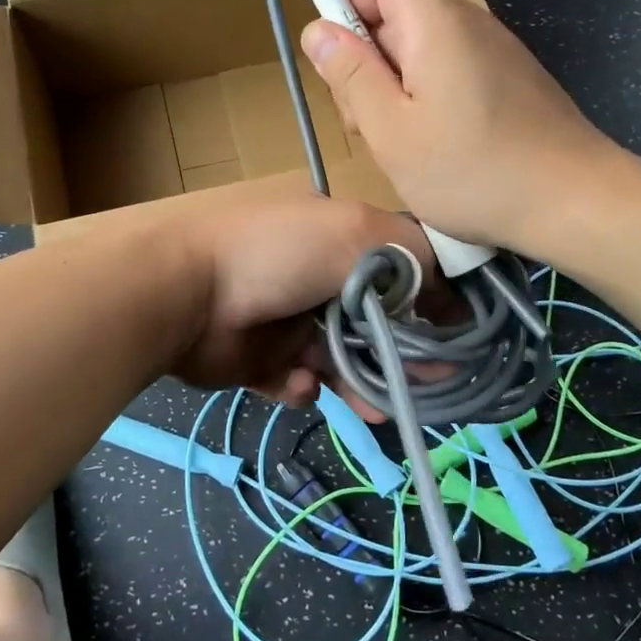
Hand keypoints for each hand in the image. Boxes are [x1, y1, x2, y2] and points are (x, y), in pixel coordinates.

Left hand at [162, 188, 431, 412]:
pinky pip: (296, 381)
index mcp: (339, 241)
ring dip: (359, 383)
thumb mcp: (356, 233)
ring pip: (340, 361)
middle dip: (400, 355)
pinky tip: (298, 382)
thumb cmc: (278, 254)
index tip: (455, 337)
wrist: (185, 292)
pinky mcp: (259, 360)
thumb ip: (413, 260)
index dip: (430, 304)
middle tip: (426, 385)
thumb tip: (453, 297)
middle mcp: (316, 279)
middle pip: (375, 324)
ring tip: (375, 407)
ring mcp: (286, 321)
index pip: (400, 271)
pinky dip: (302, 386)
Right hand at [300, 0, 615, 250]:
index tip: (345, 69)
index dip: (352, 11)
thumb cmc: (472, 171)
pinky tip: (438, 150)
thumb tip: (317, 29)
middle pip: (400, 15)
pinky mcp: (513, 83)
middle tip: (368, 125)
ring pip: (425, 50)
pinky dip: (432, 101)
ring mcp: (497, 53)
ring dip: (398, 89)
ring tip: (401, 146)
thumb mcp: (391, 130)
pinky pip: (455, 73)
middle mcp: (470, 24)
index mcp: (436, 23)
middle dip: (370, 62)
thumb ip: (350, 76)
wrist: (573, 201)